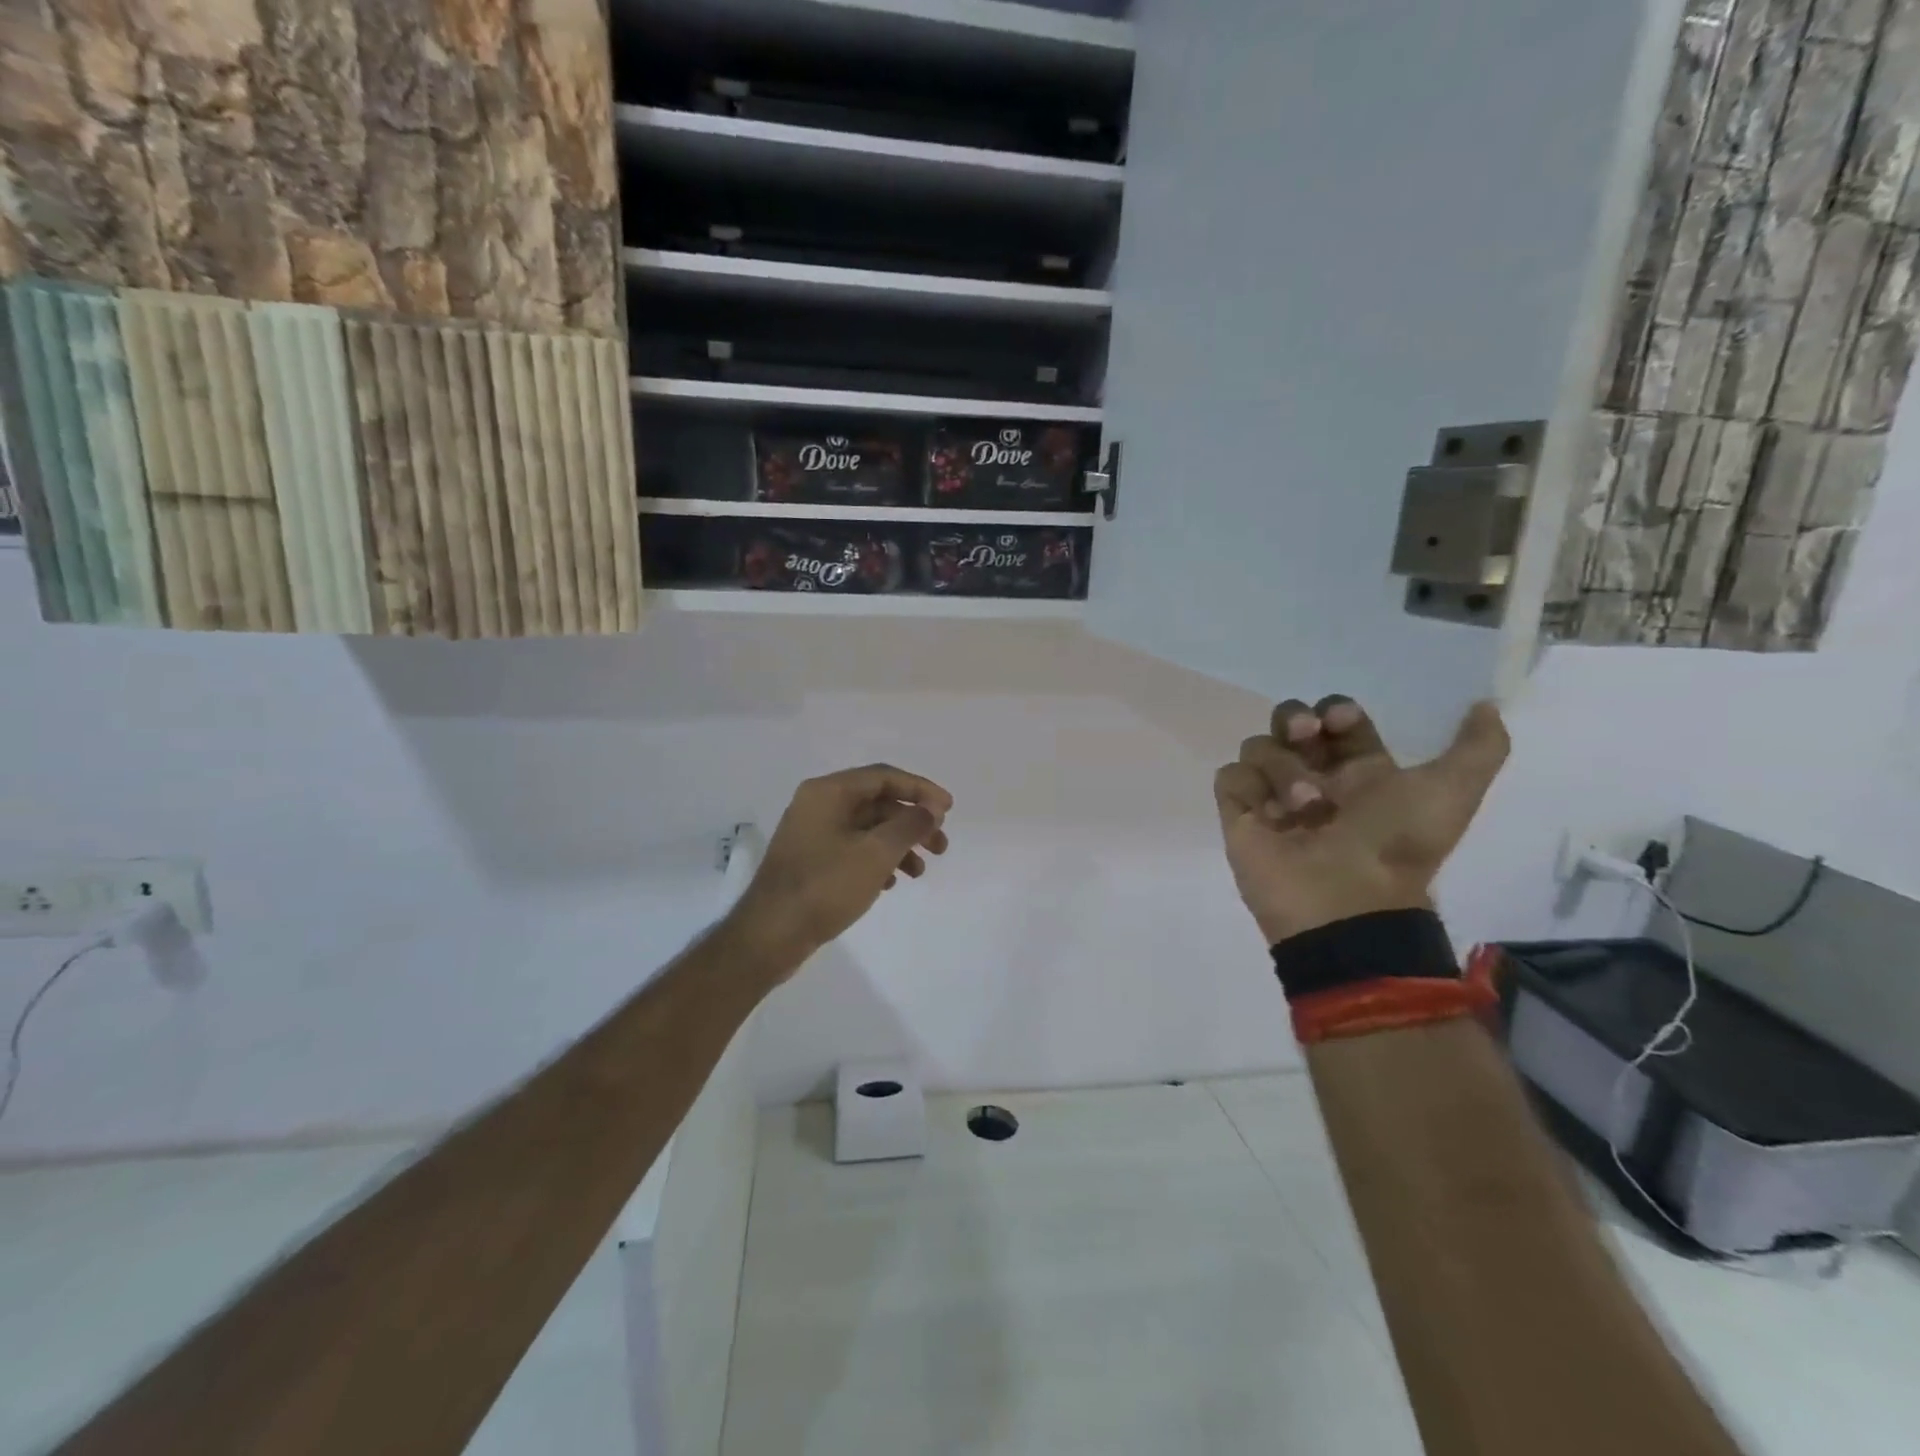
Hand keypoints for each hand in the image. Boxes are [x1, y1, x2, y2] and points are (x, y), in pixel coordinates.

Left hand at [732, 764, 952, 971]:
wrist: (771, 935)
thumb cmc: (825, 886)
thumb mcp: (876, 853)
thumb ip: (909, 826)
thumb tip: (931, 809)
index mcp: (829, 792)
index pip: (884, 777)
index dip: (921, 790)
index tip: (949, 809)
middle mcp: (818, 805)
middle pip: (877, 803)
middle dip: (913, 823)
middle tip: (940, 847)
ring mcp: (813, 834)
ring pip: (867, 829)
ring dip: (899, 845)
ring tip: (920, 872)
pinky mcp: (811, 861)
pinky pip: (853, 849)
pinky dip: (877, 860)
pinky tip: (891, 883)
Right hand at [1214, 696, 1508, 944]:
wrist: (1348, 903)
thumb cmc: (1396, 844)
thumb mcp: (1451, 792)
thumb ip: (1480, 747)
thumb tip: (1486, 705)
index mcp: (1359, 772)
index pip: (1336, 719)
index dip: (1336, 711)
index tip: (1341, 722)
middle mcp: (1314, 778)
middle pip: (1288, 721)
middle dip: (1293, 718)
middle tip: (1305, 734)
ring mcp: (1272, 797)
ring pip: (1259, 747)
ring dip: (1281, 767)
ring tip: (1303, 804)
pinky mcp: (1240, 815)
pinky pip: (1231, 776)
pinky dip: (1248, 787)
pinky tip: (1268, 811)